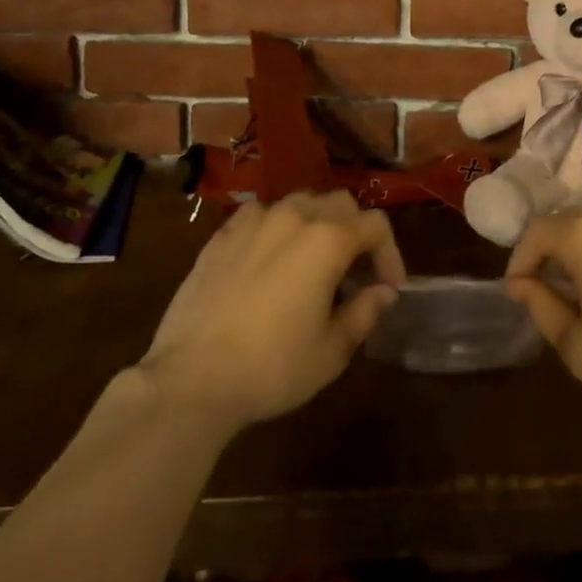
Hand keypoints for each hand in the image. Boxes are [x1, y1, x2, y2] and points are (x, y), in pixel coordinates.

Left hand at [136, 192, 406, 433]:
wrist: (191, 379)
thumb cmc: (271, 367)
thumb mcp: (331, 351)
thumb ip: (364, 313)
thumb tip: (383, 292)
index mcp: (328, 240)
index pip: (375, 226)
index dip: (390, 253)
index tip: (388, 287)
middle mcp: (294, 216)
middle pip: (340, 204)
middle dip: (356, 231)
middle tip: (354, 272)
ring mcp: (254, 220)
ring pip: (300, 203)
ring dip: (317, 224)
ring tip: (312, 261)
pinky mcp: (222, 234)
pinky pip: (261, 215)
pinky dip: (277, 228)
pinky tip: (270, 258)